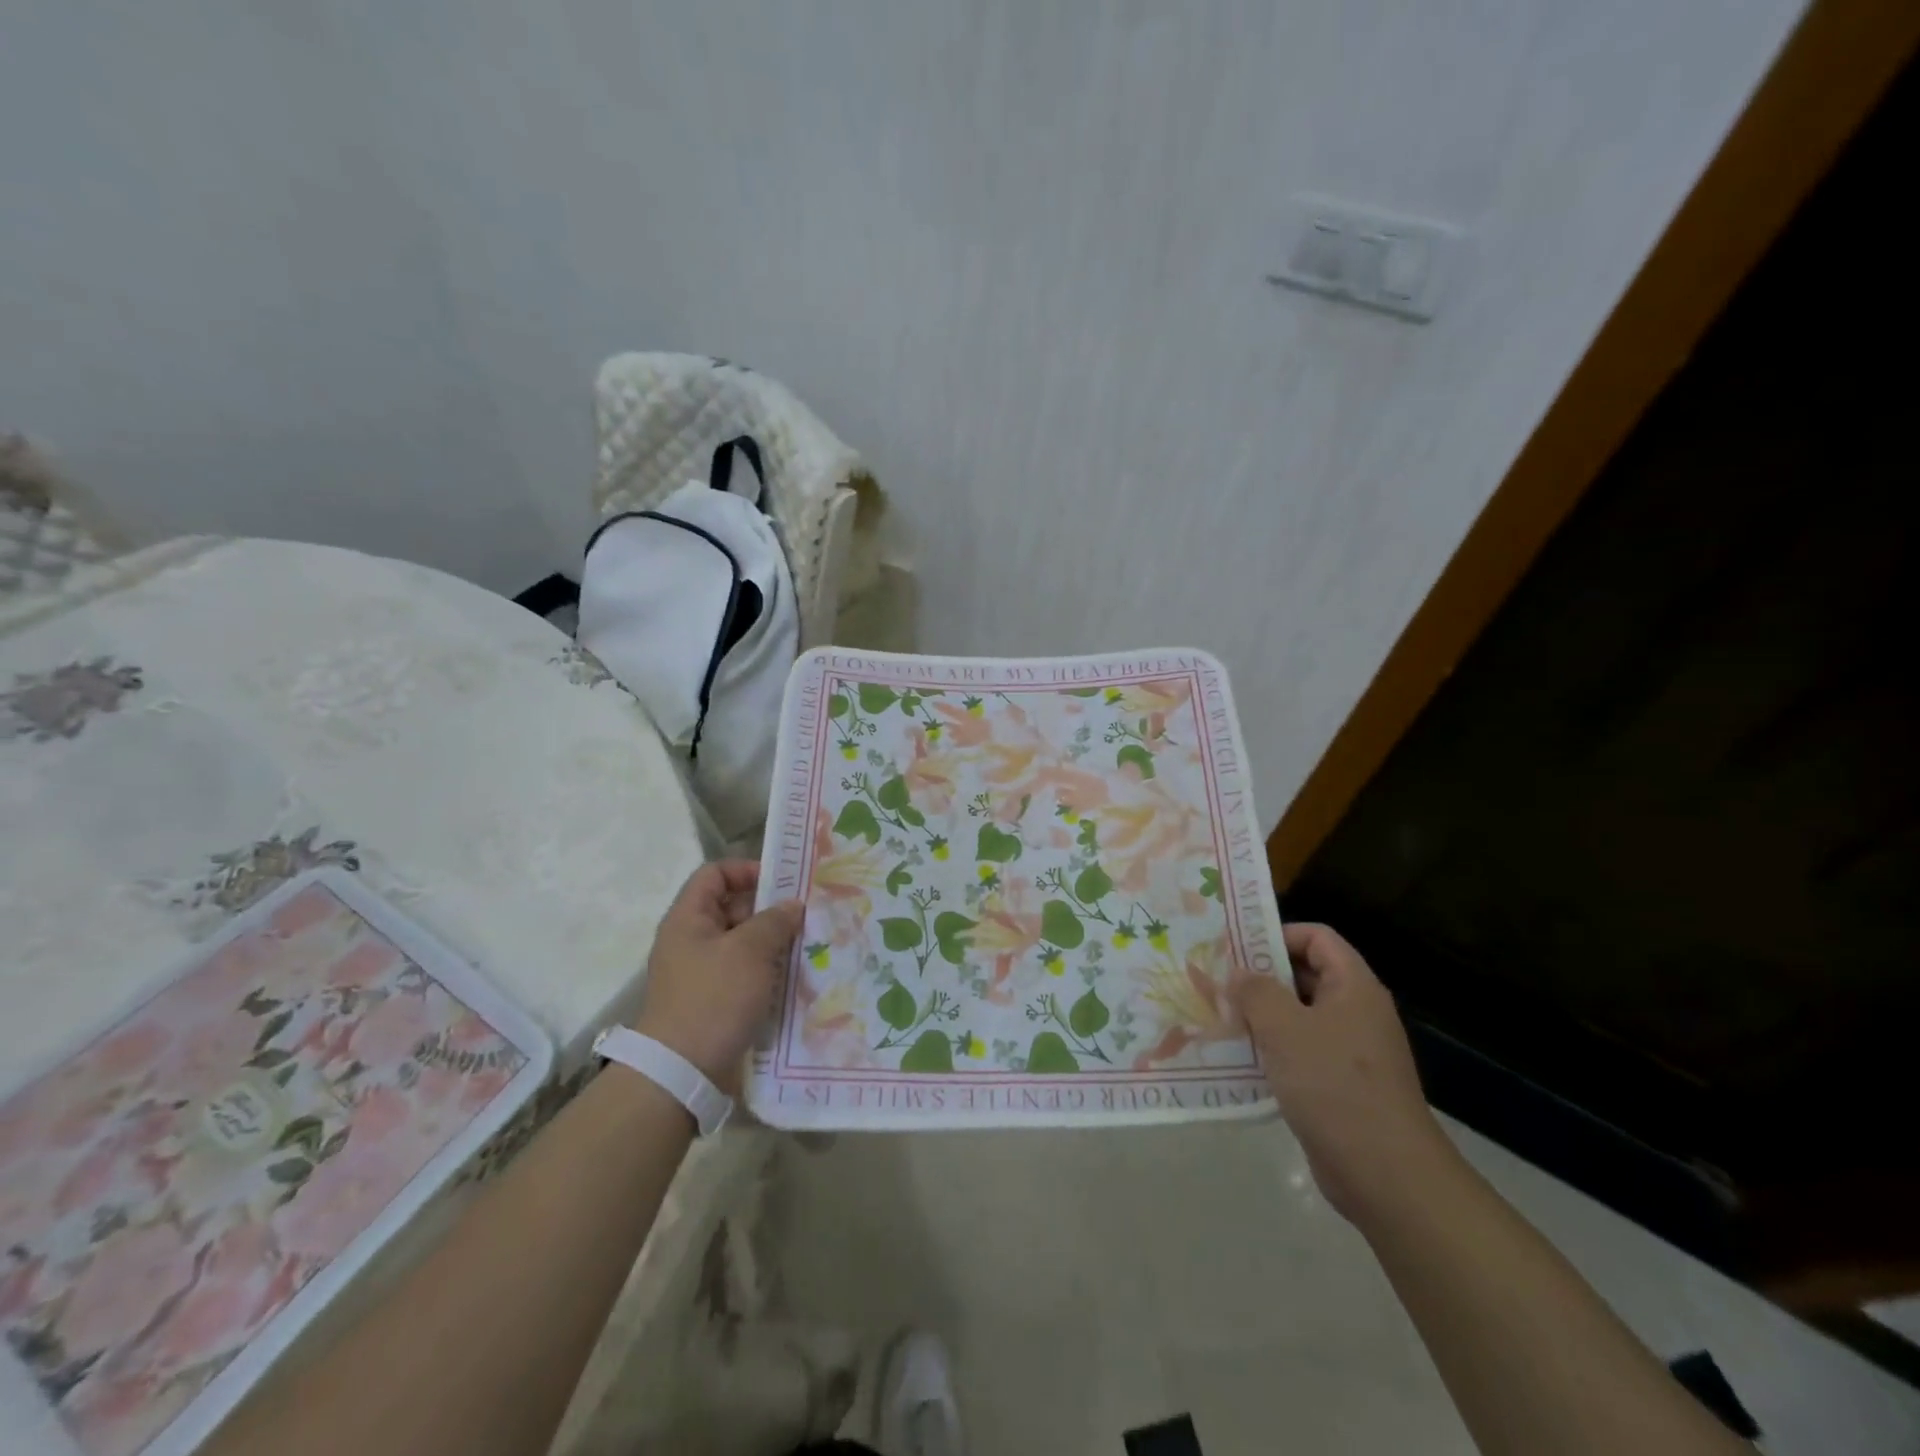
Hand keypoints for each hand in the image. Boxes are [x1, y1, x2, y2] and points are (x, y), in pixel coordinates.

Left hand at [633, 861, 803, 1092]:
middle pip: (732, 908)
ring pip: (742, 943)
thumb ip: (774, 921)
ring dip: (772, 942)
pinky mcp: (714, 1001)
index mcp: (689, 919)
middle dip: (769, 909)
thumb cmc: (713, 998)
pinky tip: (794, 977)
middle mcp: (692, 940)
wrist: (681, 1072)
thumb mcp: (749, 951)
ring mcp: (702, 973)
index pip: (715, 874)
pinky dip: (767, 971)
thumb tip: (792, 906)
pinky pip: (744, 973)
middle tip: (806, 915)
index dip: (746, 870)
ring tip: (807, 945)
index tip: (782, 884)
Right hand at [1233, 922, 1456, 1229]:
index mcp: (1353, 987)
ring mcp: (1350, 1051)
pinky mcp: (1339, 1086)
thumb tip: (1238, 974)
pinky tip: (1238, 1060)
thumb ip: (1255, 992)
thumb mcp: (1283, 1028)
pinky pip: (1300, 1053)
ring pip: (1298, 1017)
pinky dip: (1271, 1051)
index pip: (1316, 937)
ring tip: (1218, 1018)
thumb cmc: (1333, 1084)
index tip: (1236, 949)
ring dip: (1260, 1016)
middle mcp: (1355, 1012)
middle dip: (1260, 977)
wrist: (1385, 1174)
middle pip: (1305, 975)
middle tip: (1217, 982)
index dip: (1277, 934)